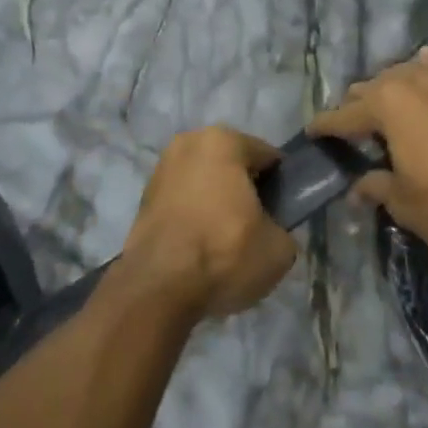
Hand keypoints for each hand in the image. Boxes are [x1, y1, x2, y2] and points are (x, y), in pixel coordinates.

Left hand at [121, 127, 298, 319]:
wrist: (159, 286)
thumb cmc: (225, 252)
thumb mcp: (279, 248)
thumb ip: (282, 227)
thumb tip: (269, 228)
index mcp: (223, 141)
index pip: (267, 157)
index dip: (280, 185)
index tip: (283, 213)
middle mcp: (188, 143)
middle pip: (232, 165)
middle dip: (245, 189)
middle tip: (256, 226)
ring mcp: (161, 168)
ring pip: (204, 181)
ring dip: (217, 201)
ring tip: (227, 240)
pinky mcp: (144, 196)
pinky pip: (183, 199)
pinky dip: (194, 213)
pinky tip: (201, 244)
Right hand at [307, 47, 427, 254]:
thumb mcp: (406, 203)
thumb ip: (378, 188)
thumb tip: (359, 188)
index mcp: (387, 106)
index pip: (344, 115)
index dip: (325, 126)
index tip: (311, 131)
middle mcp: (411, 85)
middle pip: (371, 88)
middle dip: (356, 106)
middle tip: (348, 130)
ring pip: (403, 76)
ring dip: (387, 89)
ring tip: (382, 105)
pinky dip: (425, 70)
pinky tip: (424, 63)